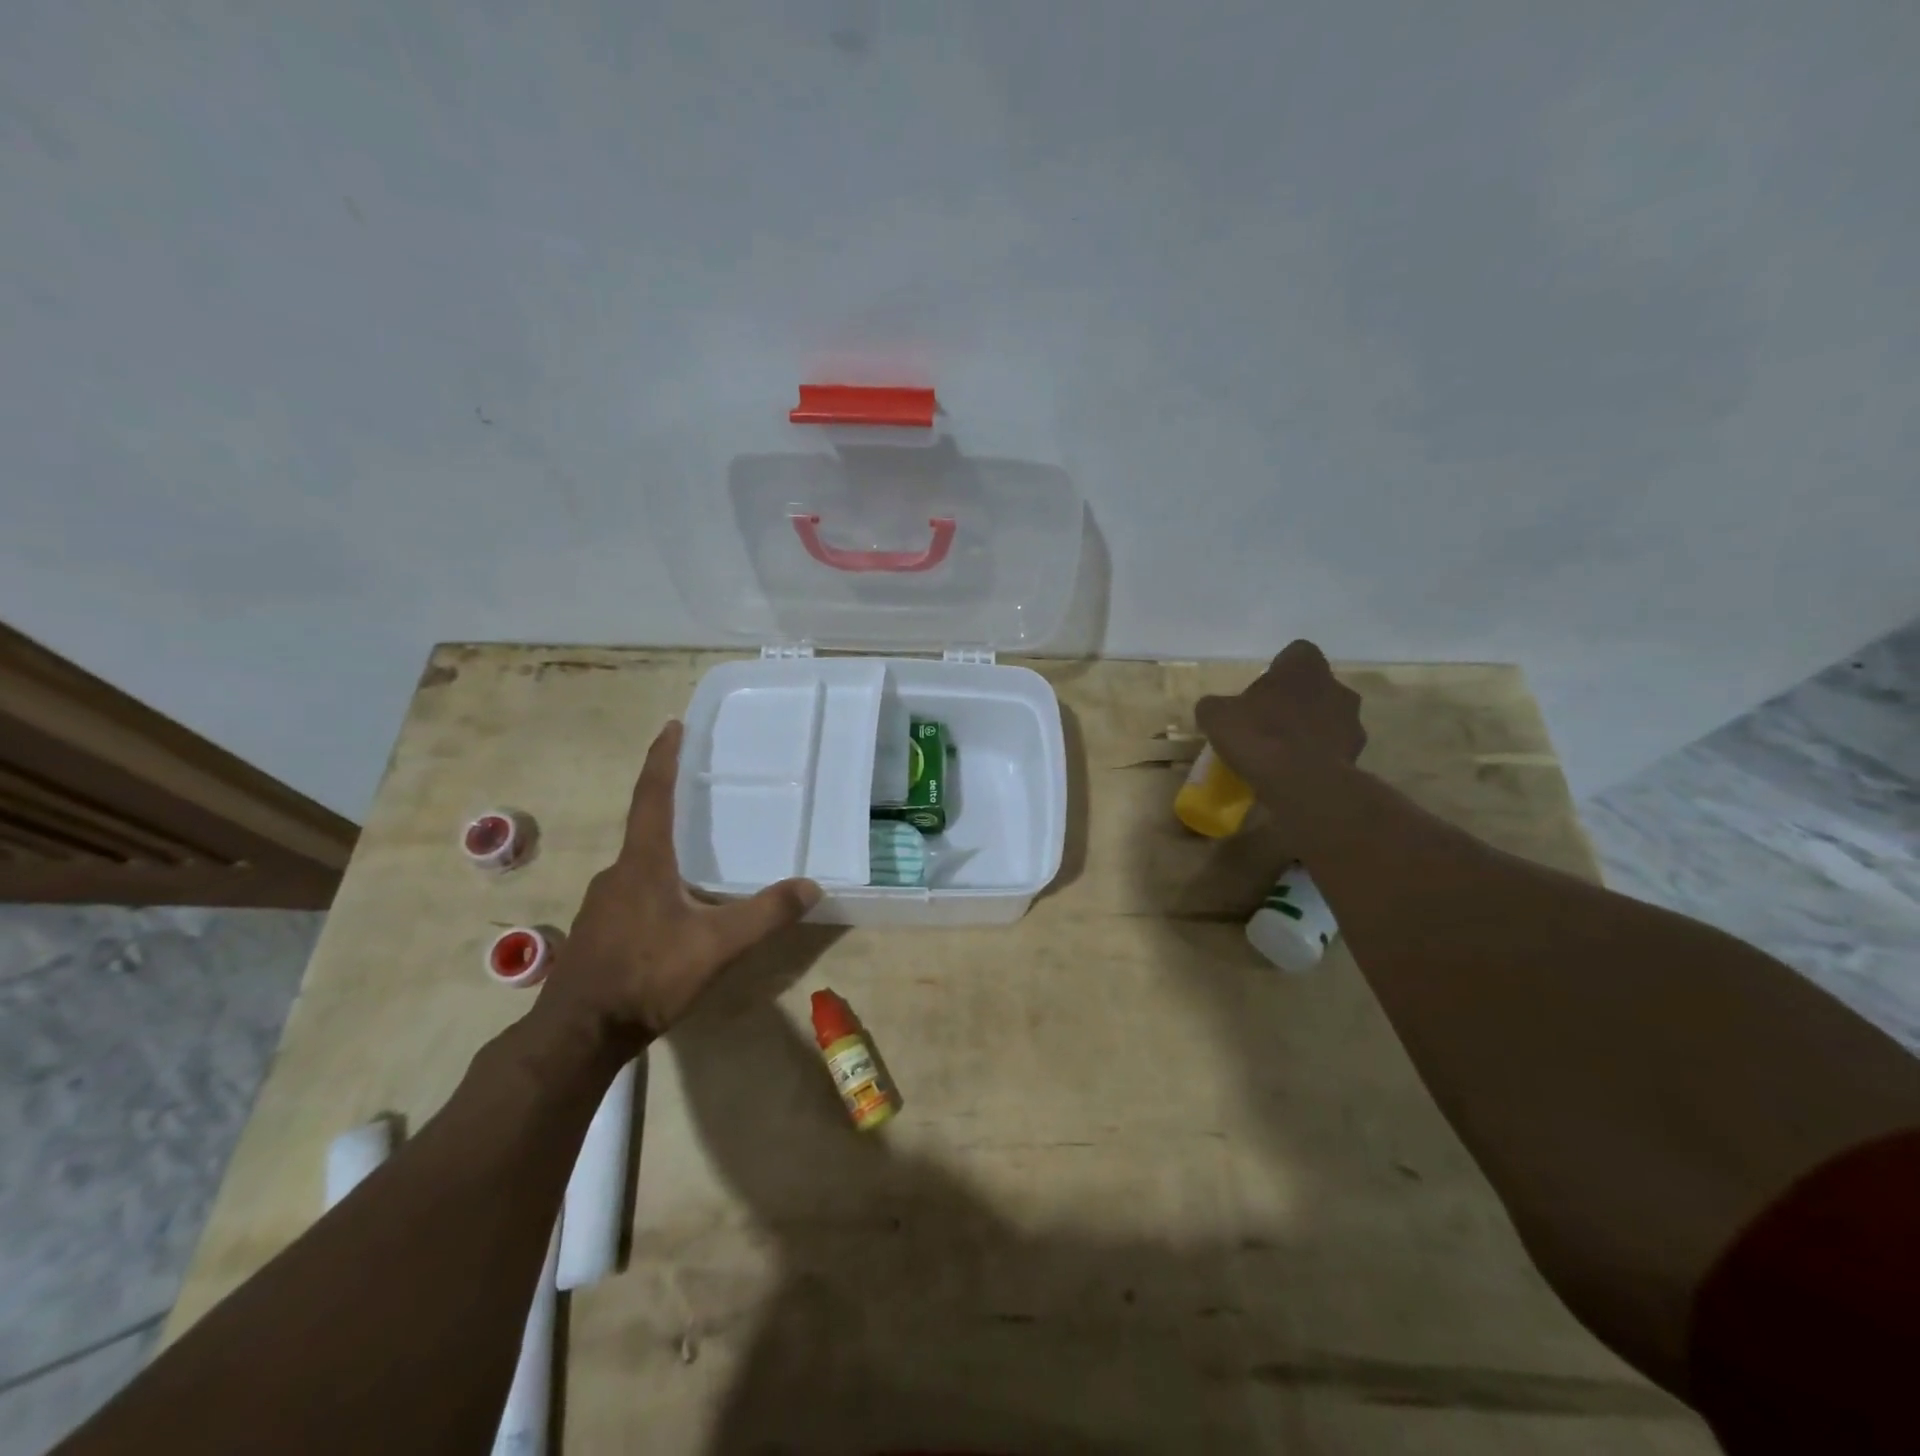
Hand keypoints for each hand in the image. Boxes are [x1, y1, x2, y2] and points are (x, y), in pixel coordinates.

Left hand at [540, 720, 820, 1050]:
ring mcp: (603, 904)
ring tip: (701, 859)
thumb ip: (765, 914)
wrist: (578, 1035)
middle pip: (646, 826)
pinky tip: (678, 912)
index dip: (664, 758)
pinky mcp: (600, 931)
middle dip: (672, 805)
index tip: (673, 725)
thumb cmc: (646, 976)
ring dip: (667, 851)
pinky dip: (659, 884)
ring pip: (641, 864)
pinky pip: (635, 892)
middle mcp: (618, 873)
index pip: (653, 795)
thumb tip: (811, 886)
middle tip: (703, 794)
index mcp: (643, 863)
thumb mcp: (717, 945)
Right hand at [1194, 640, 1366, 796]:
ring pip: (1328, 717)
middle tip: (1269, 721)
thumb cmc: (1259, 736)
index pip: (1297, 653)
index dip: (1278, 669)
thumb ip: (1216, 706)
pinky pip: (1332, 748)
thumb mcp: (1216, 716)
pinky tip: (1295, 771)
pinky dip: (1317, 755)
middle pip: (1315, 686)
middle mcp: (1336, 686)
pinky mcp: (1356, 754)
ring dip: (1309, 728)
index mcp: (1304, 667)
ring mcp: (1351, 721)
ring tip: (1282, 751)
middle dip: (1295, 700)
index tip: (1261, 689)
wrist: (1301, 783)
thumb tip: (1214, 708)